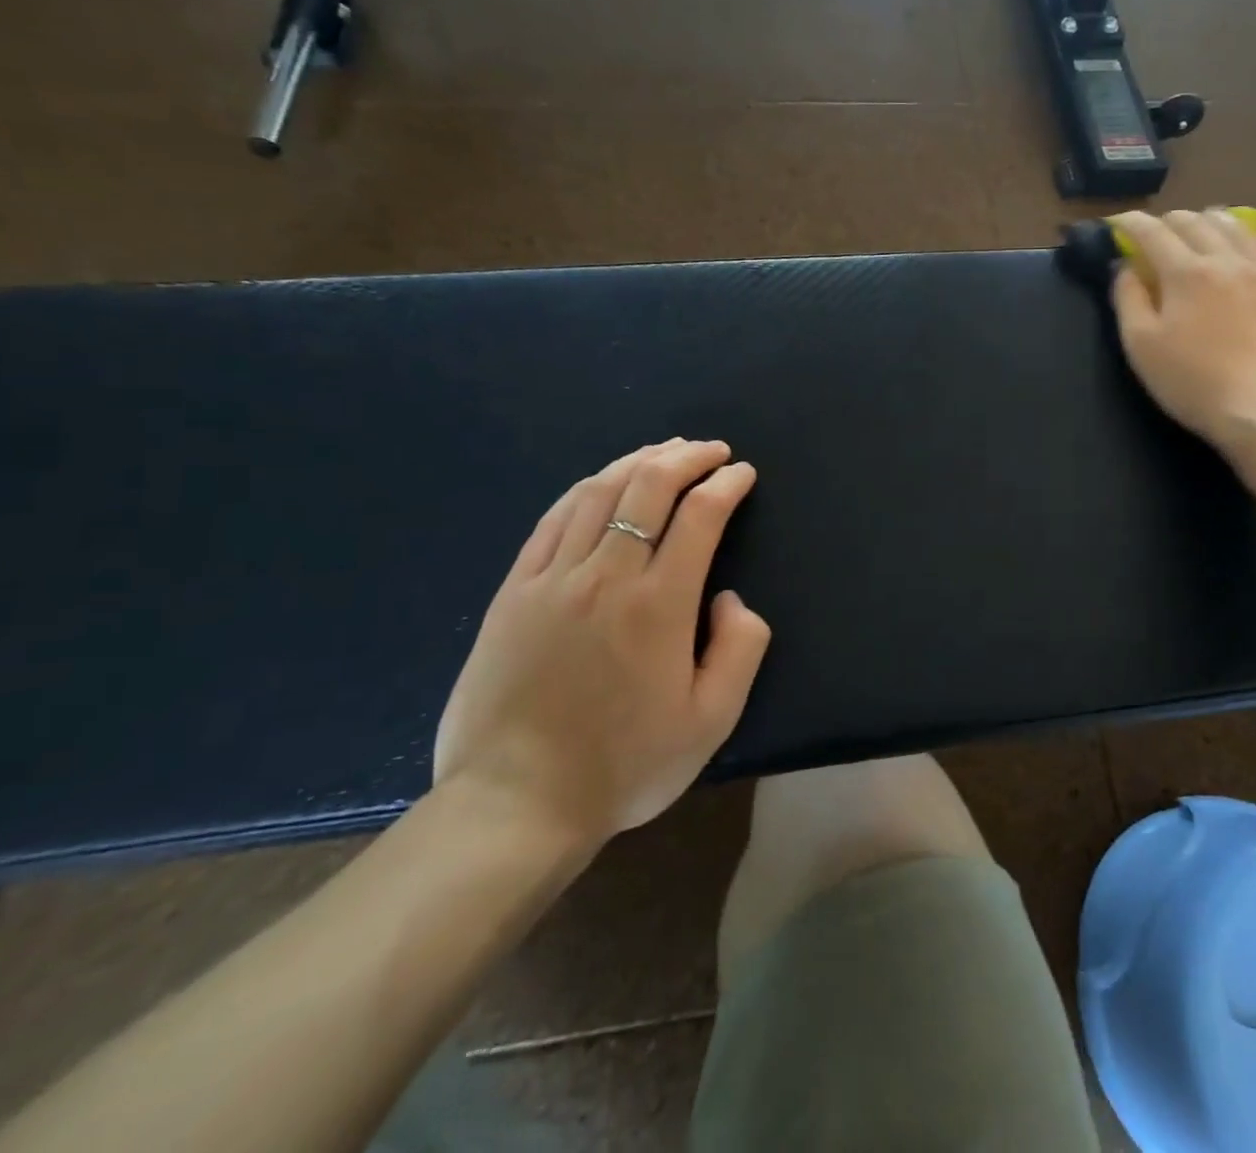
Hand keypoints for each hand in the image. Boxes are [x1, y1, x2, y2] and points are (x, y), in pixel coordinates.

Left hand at [434, 439, 770, 852]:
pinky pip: (552, 520)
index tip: (743, 474)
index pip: (700, 515)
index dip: (726, 484)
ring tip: (664, 451)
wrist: (516, 804)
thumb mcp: (712, 720)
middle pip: (648, 487)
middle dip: (687, 458)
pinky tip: (602, 482)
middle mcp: (606, 577)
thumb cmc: (625, 765)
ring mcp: (552, 580)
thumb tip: (729, 597)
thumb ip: (742, 648)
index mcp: (660, 604)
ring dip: (638, 462)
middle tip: (711, 450)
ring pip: (598, 493)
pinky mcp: (513, 593)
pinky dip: (585, 489)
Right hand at [1109, 209, 1255, 449]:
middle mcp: (1227, 259)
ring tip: (1199, 229)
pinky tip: (1243, 247)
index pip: (1152, 232)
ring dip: (1208, 221)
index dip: (1131, 223)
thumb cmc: (1194, 382)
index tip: (1118, 223)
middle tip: (1155, 234)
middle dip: (1168, 221)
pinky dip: (1246, 238)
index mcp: (1185, 272)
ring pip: (1235, 226)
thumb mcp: (1141, 346)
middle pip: (1194, 222)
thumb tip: (1125, 267)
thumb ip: (1128, 300)